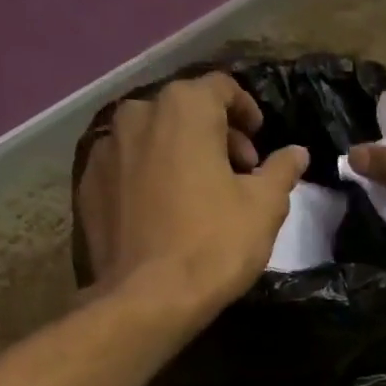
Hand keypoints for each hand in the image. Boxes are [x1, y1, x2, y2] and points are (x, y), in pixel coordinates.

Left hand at [81, 73, 307, 313]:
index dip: (246, 110)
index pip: (221, 87)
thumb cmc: (215, 244)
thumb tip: (297, 153)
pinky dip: (150, 177)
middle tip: (238, 173)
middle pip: (184, 111)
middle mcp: (138, 115)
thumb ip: (281, 171)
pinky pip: (128, 168)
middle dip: (215, 135)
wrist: (148, 297)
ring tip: (201, 193)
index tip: (259, 140)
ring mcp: (106, 149)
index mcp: (184, 108)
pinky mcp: (88, 185)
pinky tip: (166, 212)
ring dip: (181, 155)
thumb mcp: (264, 207)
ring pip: (153, 138)